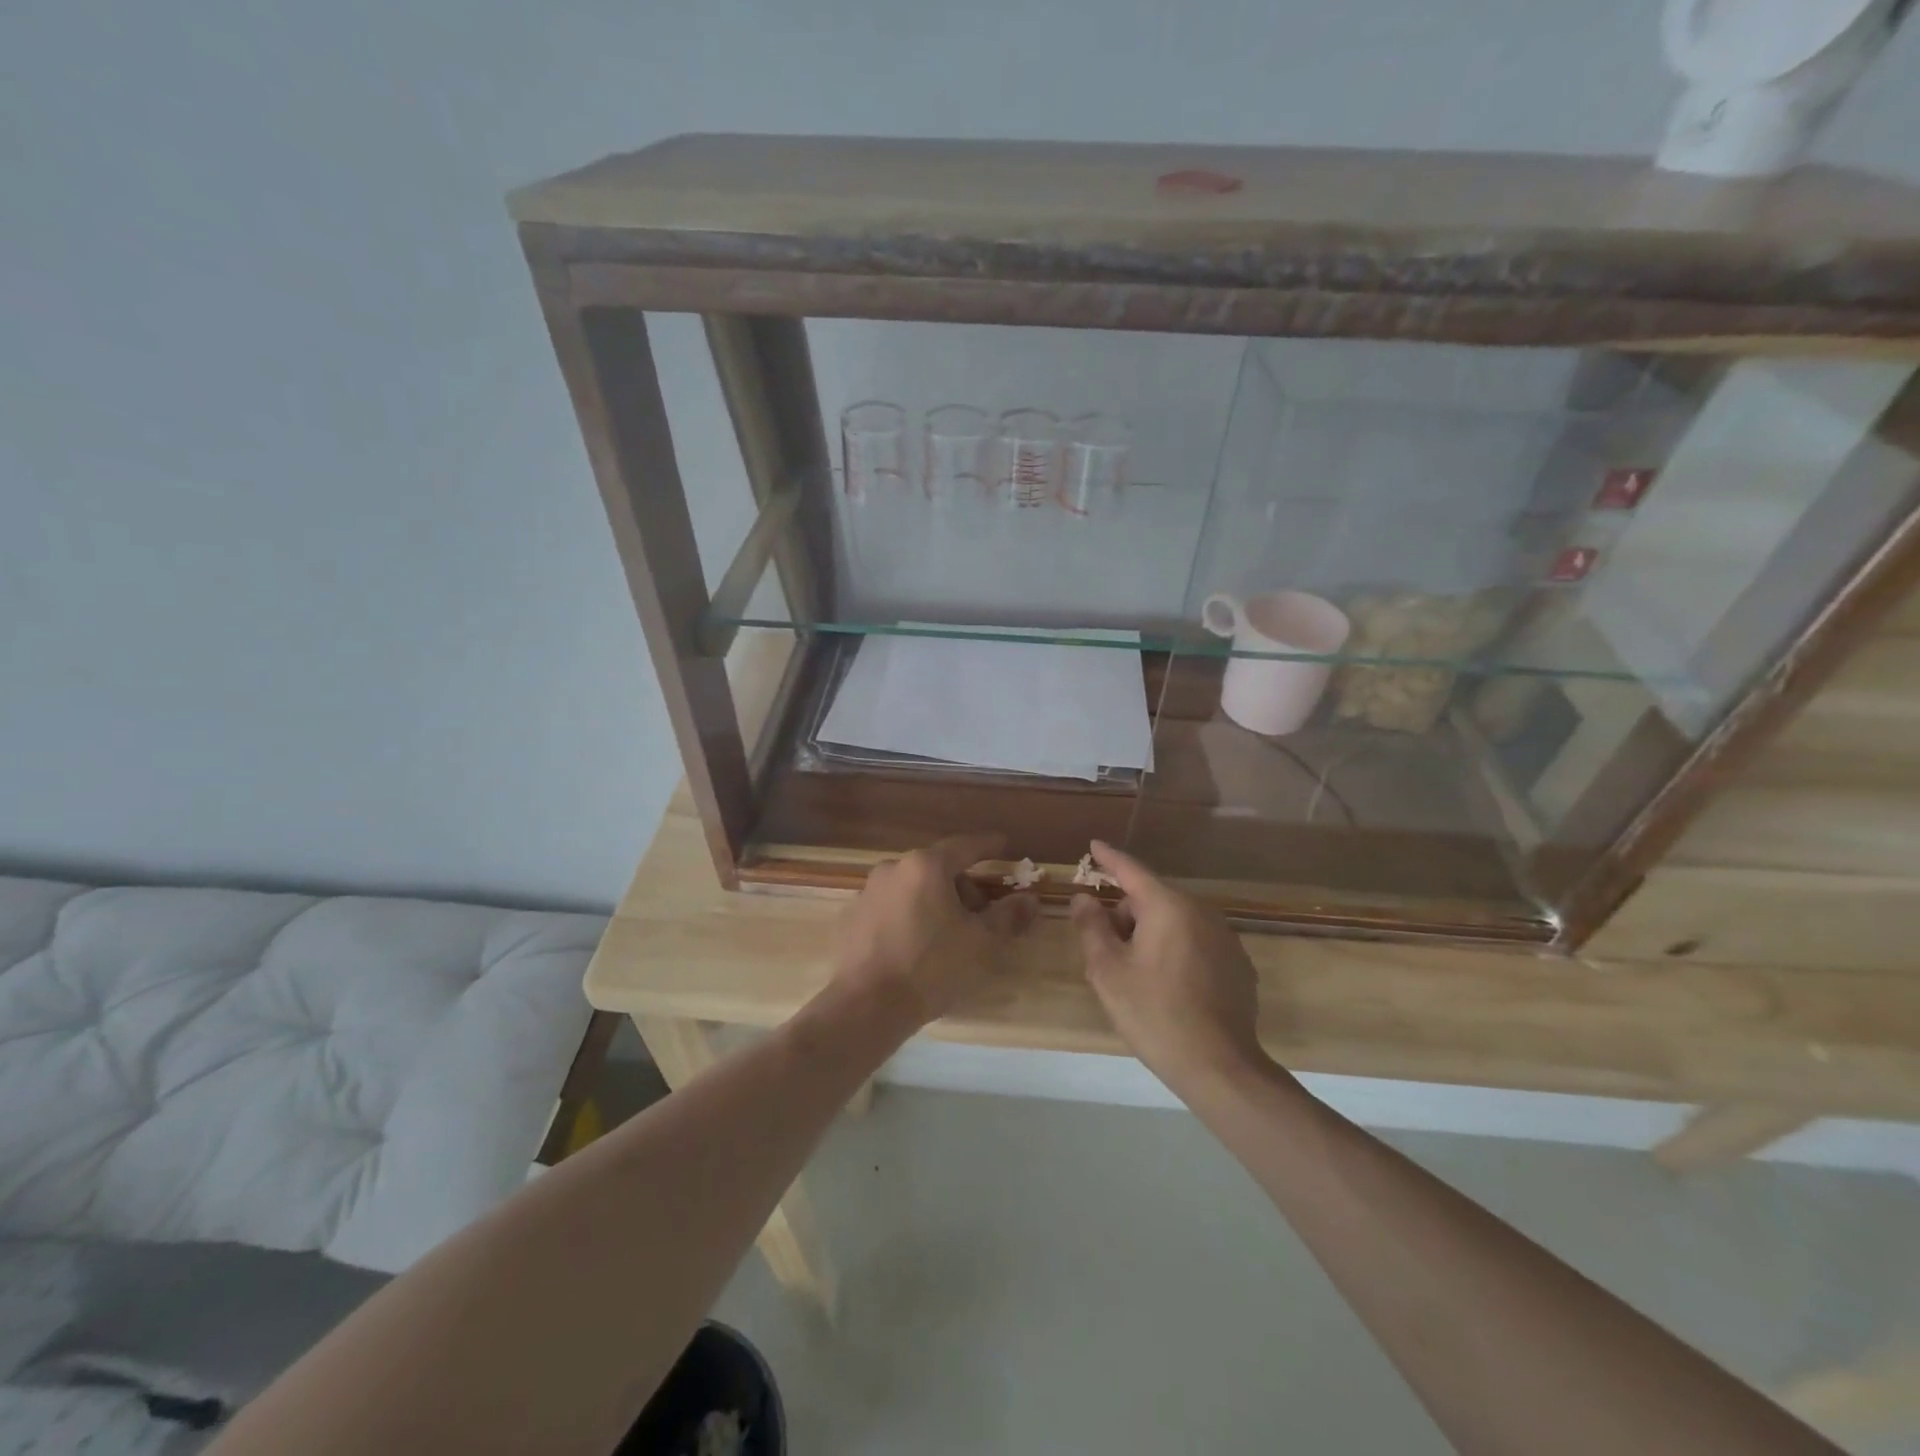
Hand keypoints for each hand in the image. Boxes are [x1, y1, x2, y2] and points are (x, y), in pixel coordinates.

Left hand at [831, 833, 1037, 1029]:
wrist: (866, 1006)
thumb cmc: (931, 967)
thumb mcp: (981, 943)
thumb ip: (1008, 916)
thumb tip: (1030, 899)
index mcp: (926, 866)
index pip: (965, 846)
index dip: (988, 846)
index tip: (1003, 846)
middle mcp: (893, 869)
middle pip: (938, 868)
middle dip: (962, 886)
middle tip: (979, 915)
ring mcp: (867, 892)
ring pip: (912, 888)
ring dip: (934, 902)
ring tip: (947, 937)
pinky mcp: (851, 918)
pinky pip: (890, 908)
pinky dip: (908, 918)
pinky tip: (915, 948)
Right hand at [1070, 840, 1268, 1092]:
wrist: (1220, 1067)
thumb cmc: (1155, 1013)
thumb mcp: (1108, 971)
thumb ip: (1092, 927)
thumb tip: (1084, 898)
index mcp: (1168, 907)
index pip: (1132, 870)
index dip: (1109, 858)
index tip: (1094, 846)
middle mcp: (1202, 912)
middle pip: (1152, 899)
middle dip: (1126, 915)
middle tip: (1107, 953)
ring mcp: (1225, 937)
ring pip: (1175, 921)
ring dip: (1151, 934)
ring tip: (1137, 976)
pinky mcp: (1238, 964)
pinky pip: (1196, 942)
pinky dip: (1176, 951)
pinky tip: (1170, 988)